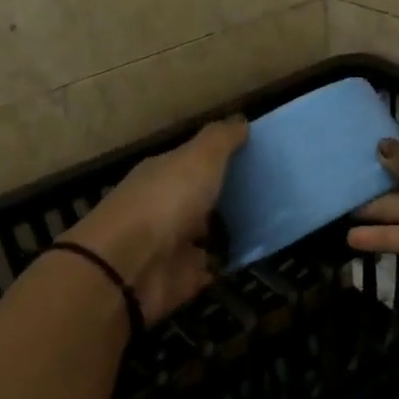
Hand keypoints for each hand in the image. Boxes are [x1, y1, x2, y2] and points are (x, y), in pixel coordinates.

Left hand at [65, 117, 247, 322]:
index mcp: (163, 174)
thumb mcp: (199, 158)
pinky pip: (207, 268)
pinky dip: (223, 265)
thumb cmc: (165, 202)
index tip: (256, 157)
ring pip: (204, 234)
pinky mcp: (179, 277)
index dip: (221, 158)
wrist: (130, 267)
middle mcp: (164, 206)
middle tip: (269, 193)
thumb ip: (221, 139)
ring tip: (267, 225)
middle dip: (225, 196)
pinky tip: (249, 258)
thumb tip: (241, 120)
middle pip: (199, 198)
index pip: (193, 162)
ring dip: (226, 232)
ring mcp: (171, 244)